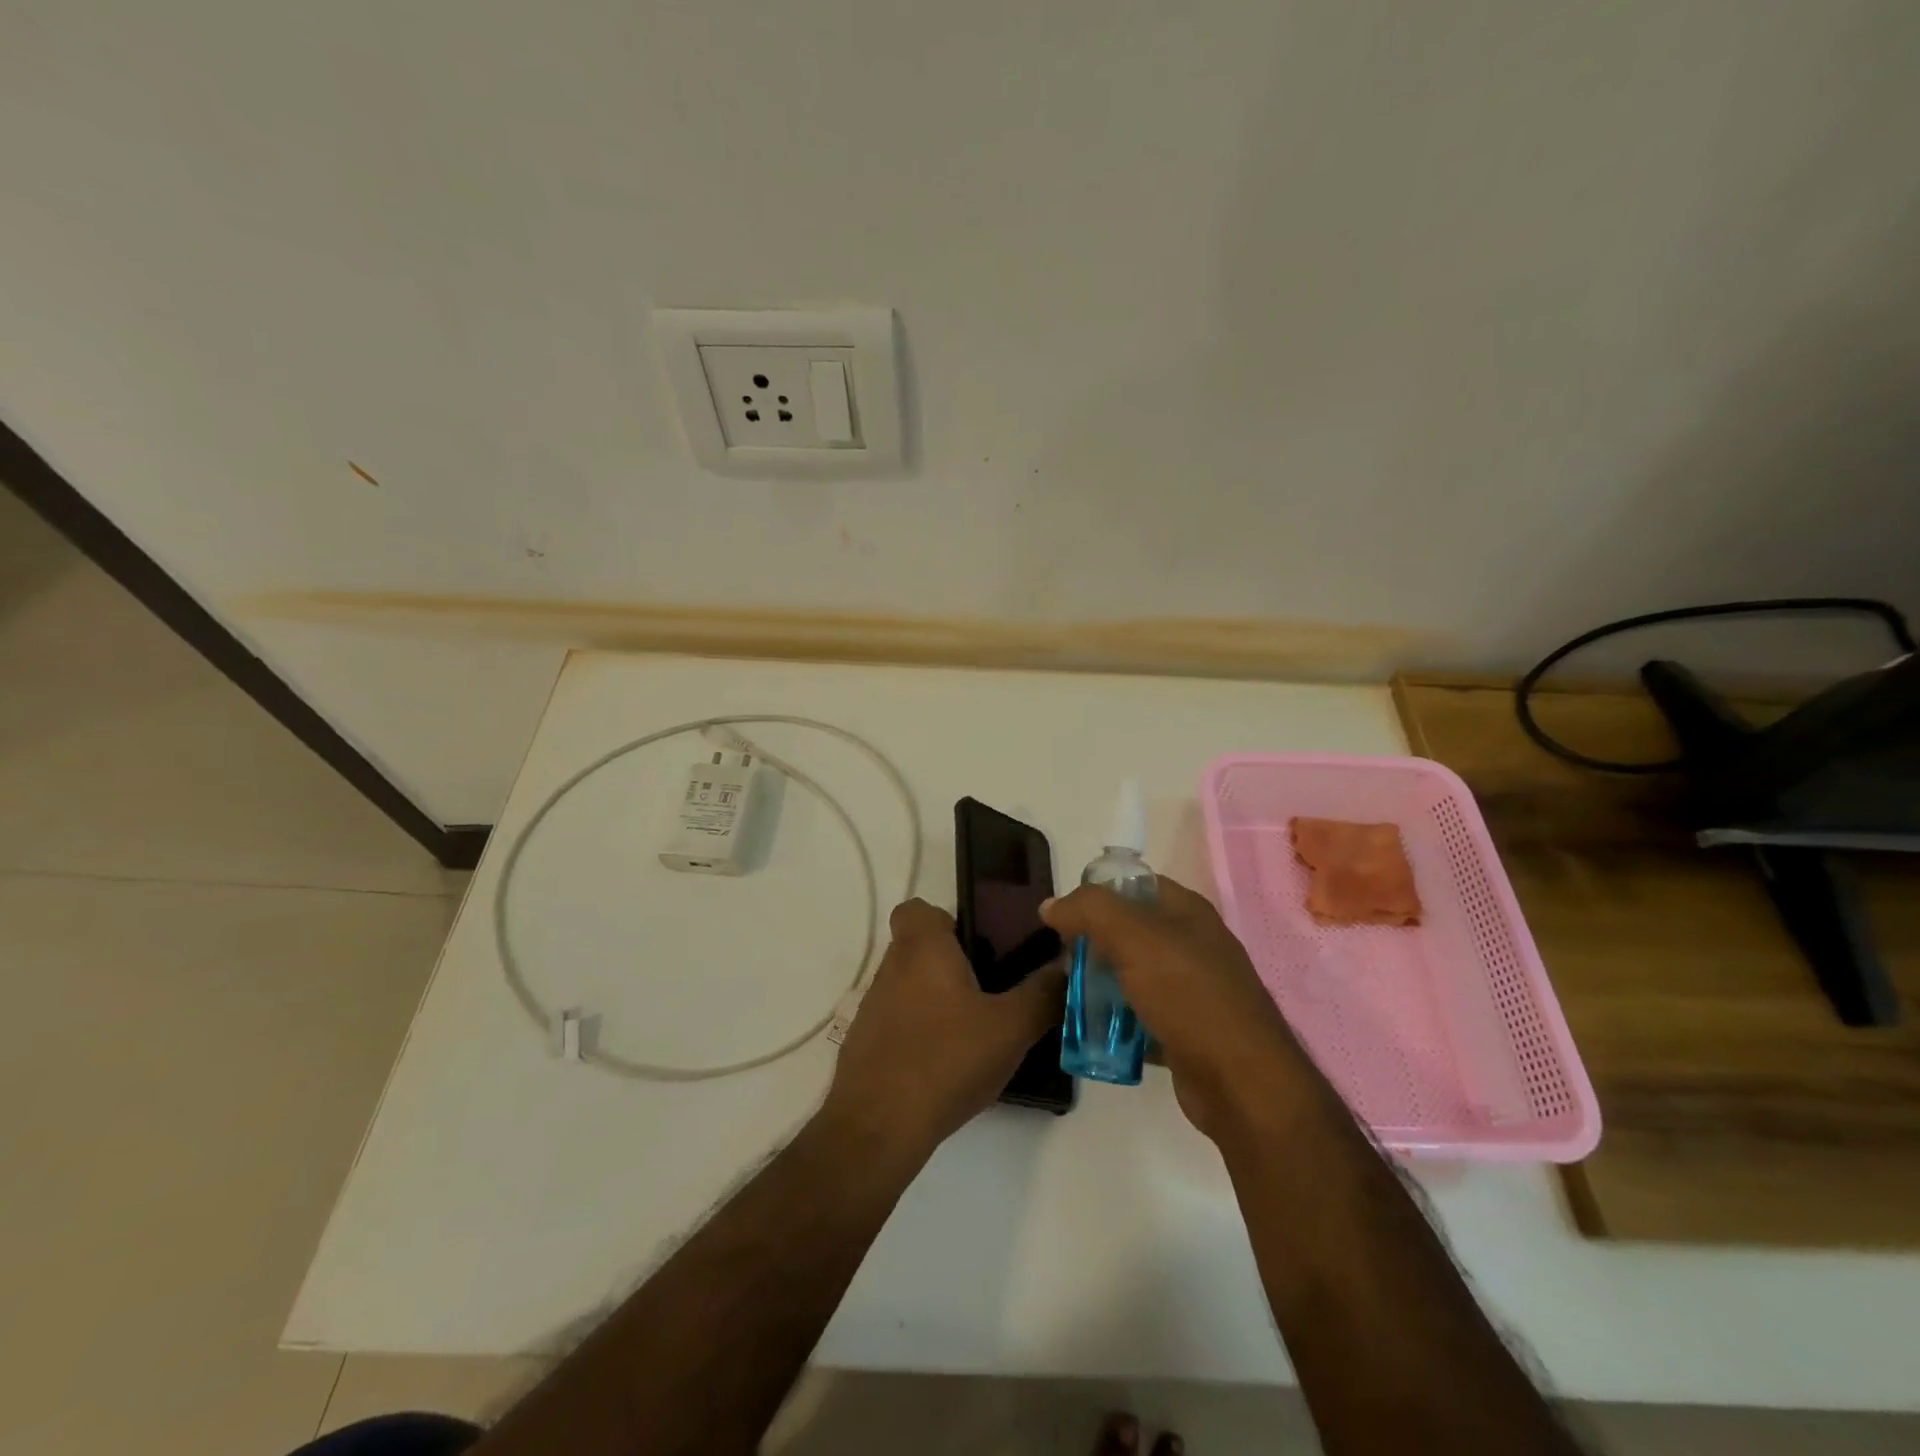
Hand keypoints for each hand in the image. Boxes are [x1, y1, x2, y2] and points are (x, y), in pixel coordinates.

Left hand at [823, 899, 1064, 1160]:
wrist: (878, 1127)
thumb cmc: (946, 1059)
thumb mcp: (1011, 1029)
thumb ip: (1042, 994)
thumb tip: (1065, 966)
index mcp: (922, 949)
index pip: (916, 909)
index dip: (945, 920)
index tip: (976, 945)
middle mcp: (891, 968)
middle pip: (918, 949)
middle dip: (951, 964)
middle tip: (990, 992)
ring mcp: (872, 1007)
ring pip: (908, 987)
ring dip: (936, 1000)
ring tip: (973, 1033)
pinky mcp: (864, 1044)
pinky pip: (897, 1023)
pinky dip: (918, 1033)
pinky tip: (945, 1066)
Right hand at [1042, 877, 1312, 1144]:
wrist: (1243, 1084)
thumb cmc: (1190, 996)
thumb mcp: (1135, 938)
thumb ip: (1090, 911)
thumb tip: (1051, 905)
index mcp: (1187, 911)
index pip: (1134, 884)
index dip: (1097, 893)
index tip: (1062, 917)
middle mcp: (1191, 944)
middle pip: (1129, 931)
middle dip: (1092, 943)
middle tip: (1061, 961)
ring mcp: (1191, 990)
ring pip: (1132, 975)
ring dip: (1100, 984)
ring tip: (1067, 996)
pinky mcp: (1185, 1030)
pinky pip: (1140, 1015)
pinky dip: (1116, 1021)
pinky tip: (1091, 1031)